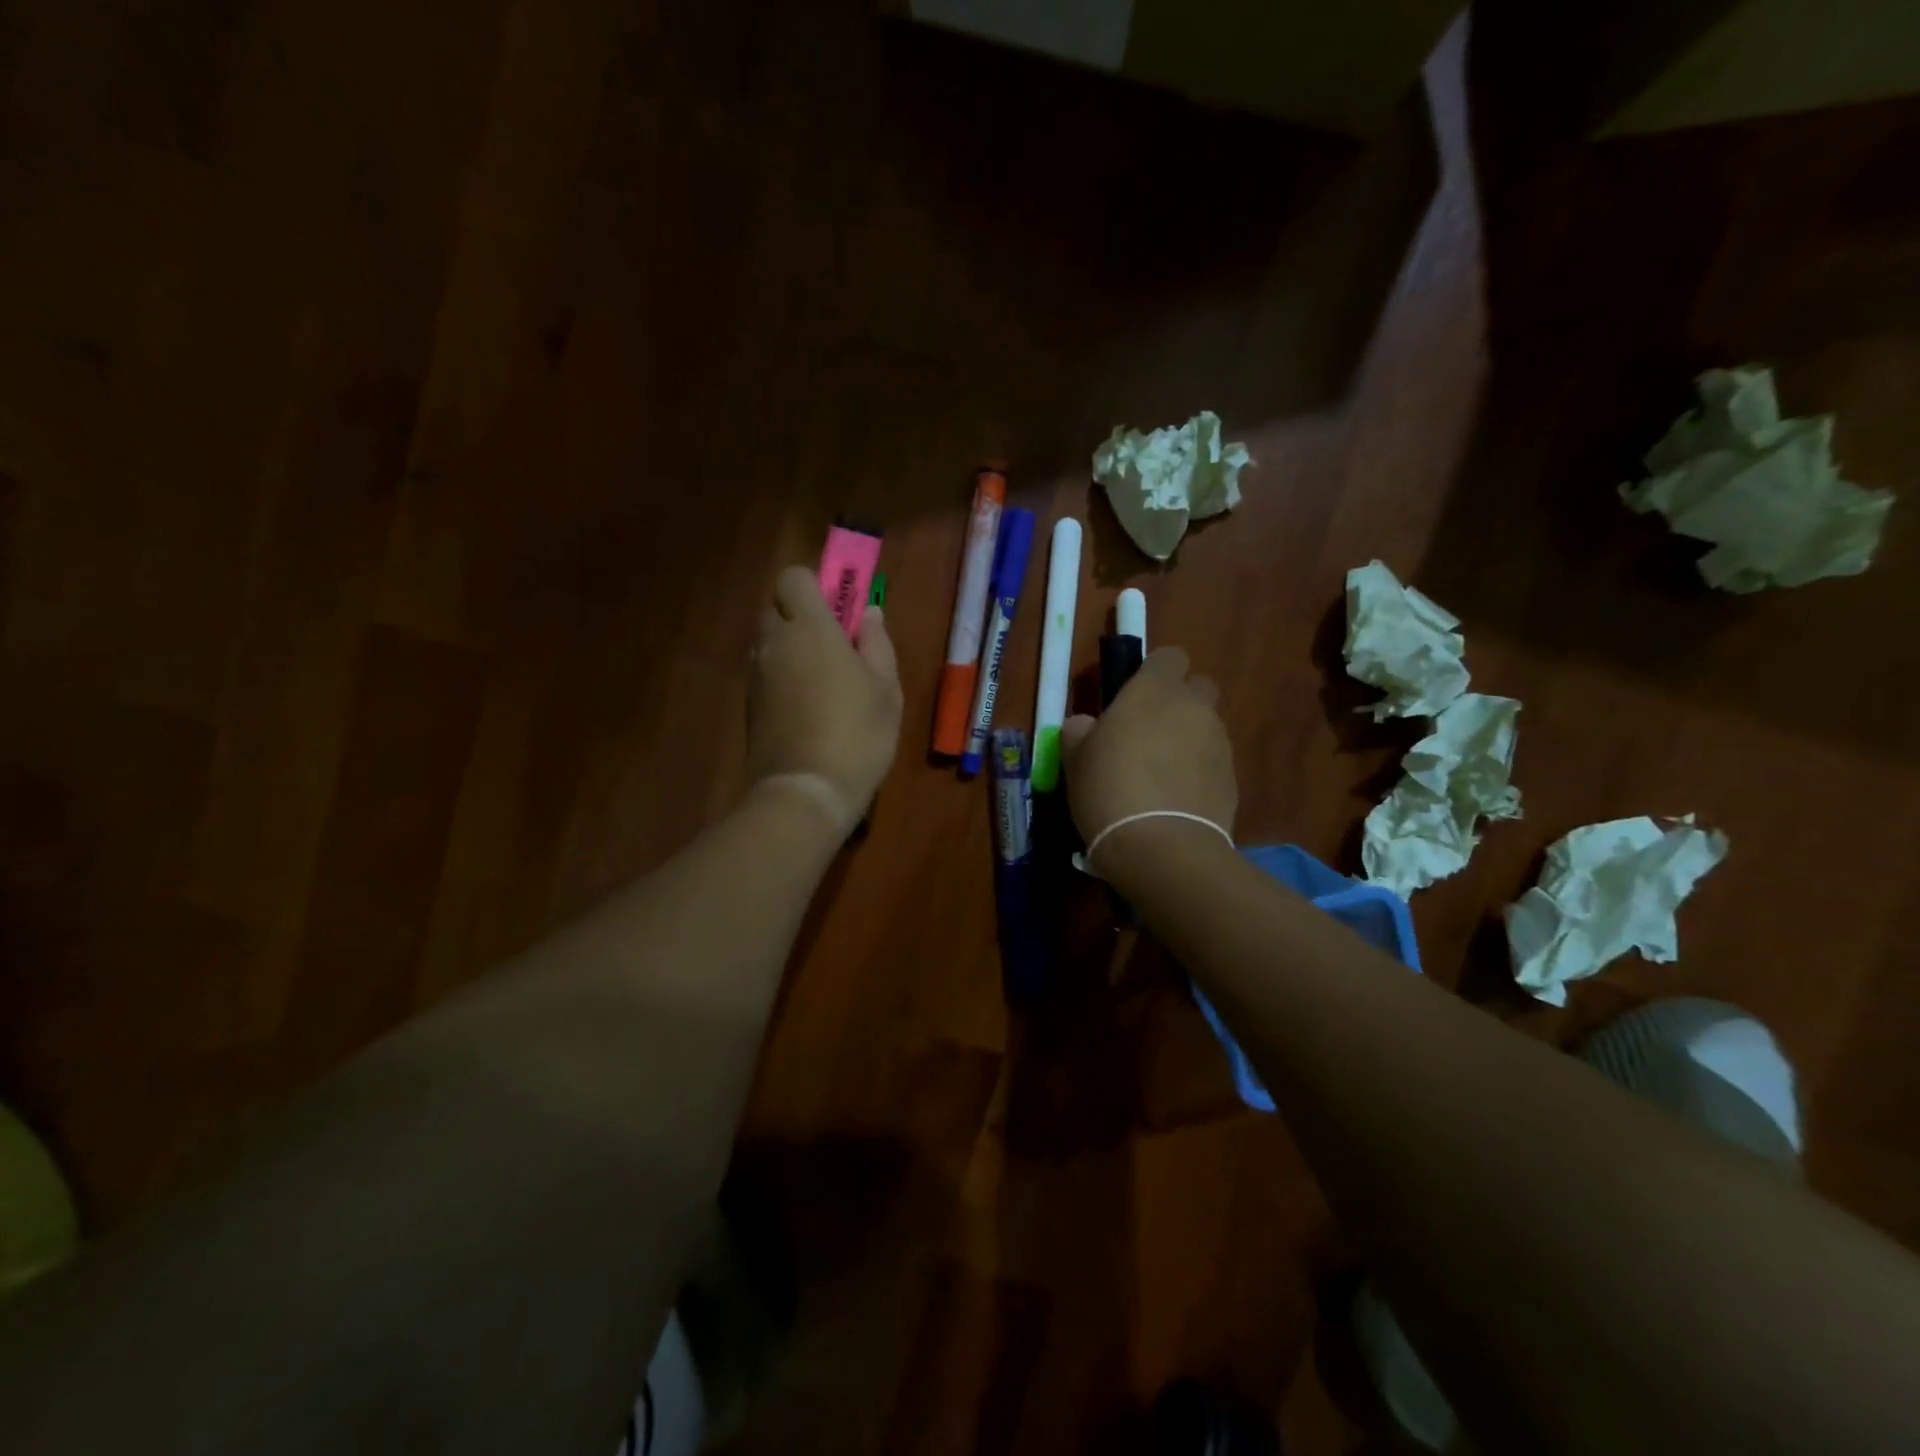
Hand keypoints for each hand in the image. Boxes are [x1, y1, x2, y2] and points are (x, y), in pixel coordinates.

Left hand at [747, 565, 902, 827]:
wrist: (806, 791)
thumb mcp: (886, 688)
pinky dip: (783, 678)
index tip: (841, 611)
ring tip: (826, 682)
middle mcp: (774, 643)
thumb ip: (877, 643)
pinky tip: (809, 709)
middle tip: (837, 645)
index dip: (816, 586)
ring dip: (791, 649)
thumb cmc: (858, 733)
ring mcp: (756, 675)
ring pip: (769, 642)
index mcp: (809, 628)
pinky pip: (765, 674)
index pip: (793, 577)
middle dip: (802, 616)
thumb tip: (869, 614)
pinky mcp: (748, 706)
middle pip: (777, 608)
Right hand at [1060, 646, 1236, 857]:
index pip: (1169, 656)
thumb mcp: (1075, 758)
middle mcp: (1194, 707)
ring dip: (1188, 739)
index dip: (1154, 672)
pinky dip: (1198, 771)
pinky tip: (1175, 799)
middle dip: (1179, 702)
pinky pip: (1213, 762)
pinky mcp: (1232, 778)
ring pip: (1206, 726)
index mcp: (1154, 690)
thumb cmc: (1108, 789)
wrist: (1161, 847)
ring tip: (1160, 775)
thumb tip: (1086, 725)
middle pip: (1197, 687)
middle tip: (1149, 732)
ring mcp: (1219, 743)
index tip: (1133, 696)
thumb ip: (1080, 731)